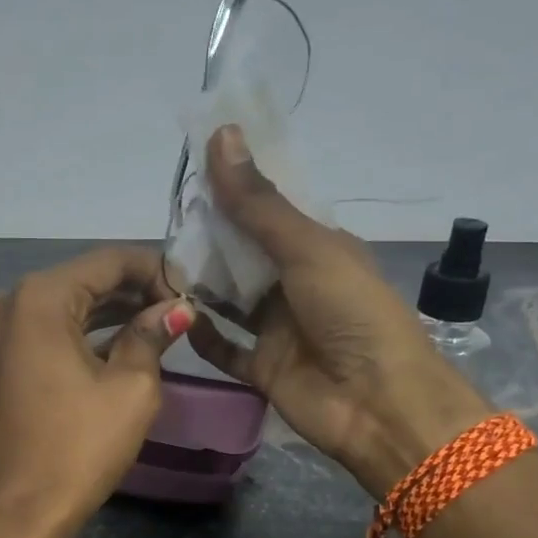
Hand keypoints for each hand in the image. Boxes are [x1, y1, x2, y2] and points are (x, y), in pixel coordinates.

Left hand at [0, 246, 192, 537]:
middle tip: (181, 311)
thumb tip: (176, 310)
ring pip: (67, 307)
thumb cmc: (77, 448)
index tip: (192, 291)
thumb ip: (151, 336)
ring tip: (161, 327)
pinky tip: (123, 344)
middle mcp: (10, 302)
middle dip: (135, 292)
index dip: (156, 270)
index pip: (109, 260)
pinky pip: (48, 332)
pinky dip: (84, 335)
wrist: (16, 512)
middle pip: (85, 280)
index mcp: (40, 298)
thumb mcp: (130, 389)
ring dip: (112, 314)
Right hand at [188, 125, 491, 498]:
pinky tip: (173, 315)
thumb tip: (221, 134)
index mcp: (318, 249)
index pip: (269, 210)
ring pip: (230, 300)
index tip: (192, 168)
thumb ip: (258, 204)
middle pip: (244, 255)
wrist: (377, 403)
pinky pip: (224, 349)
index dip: (235, 190)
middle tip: (165, 221)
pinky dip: (202, 335)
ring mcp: (278, 330)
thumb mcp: (307, 249)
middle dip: (209, 238)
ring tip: (159, 265)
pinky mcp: (263, 369)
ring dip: (201, 285)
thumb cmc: (352, 313)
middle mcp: (296, 285)